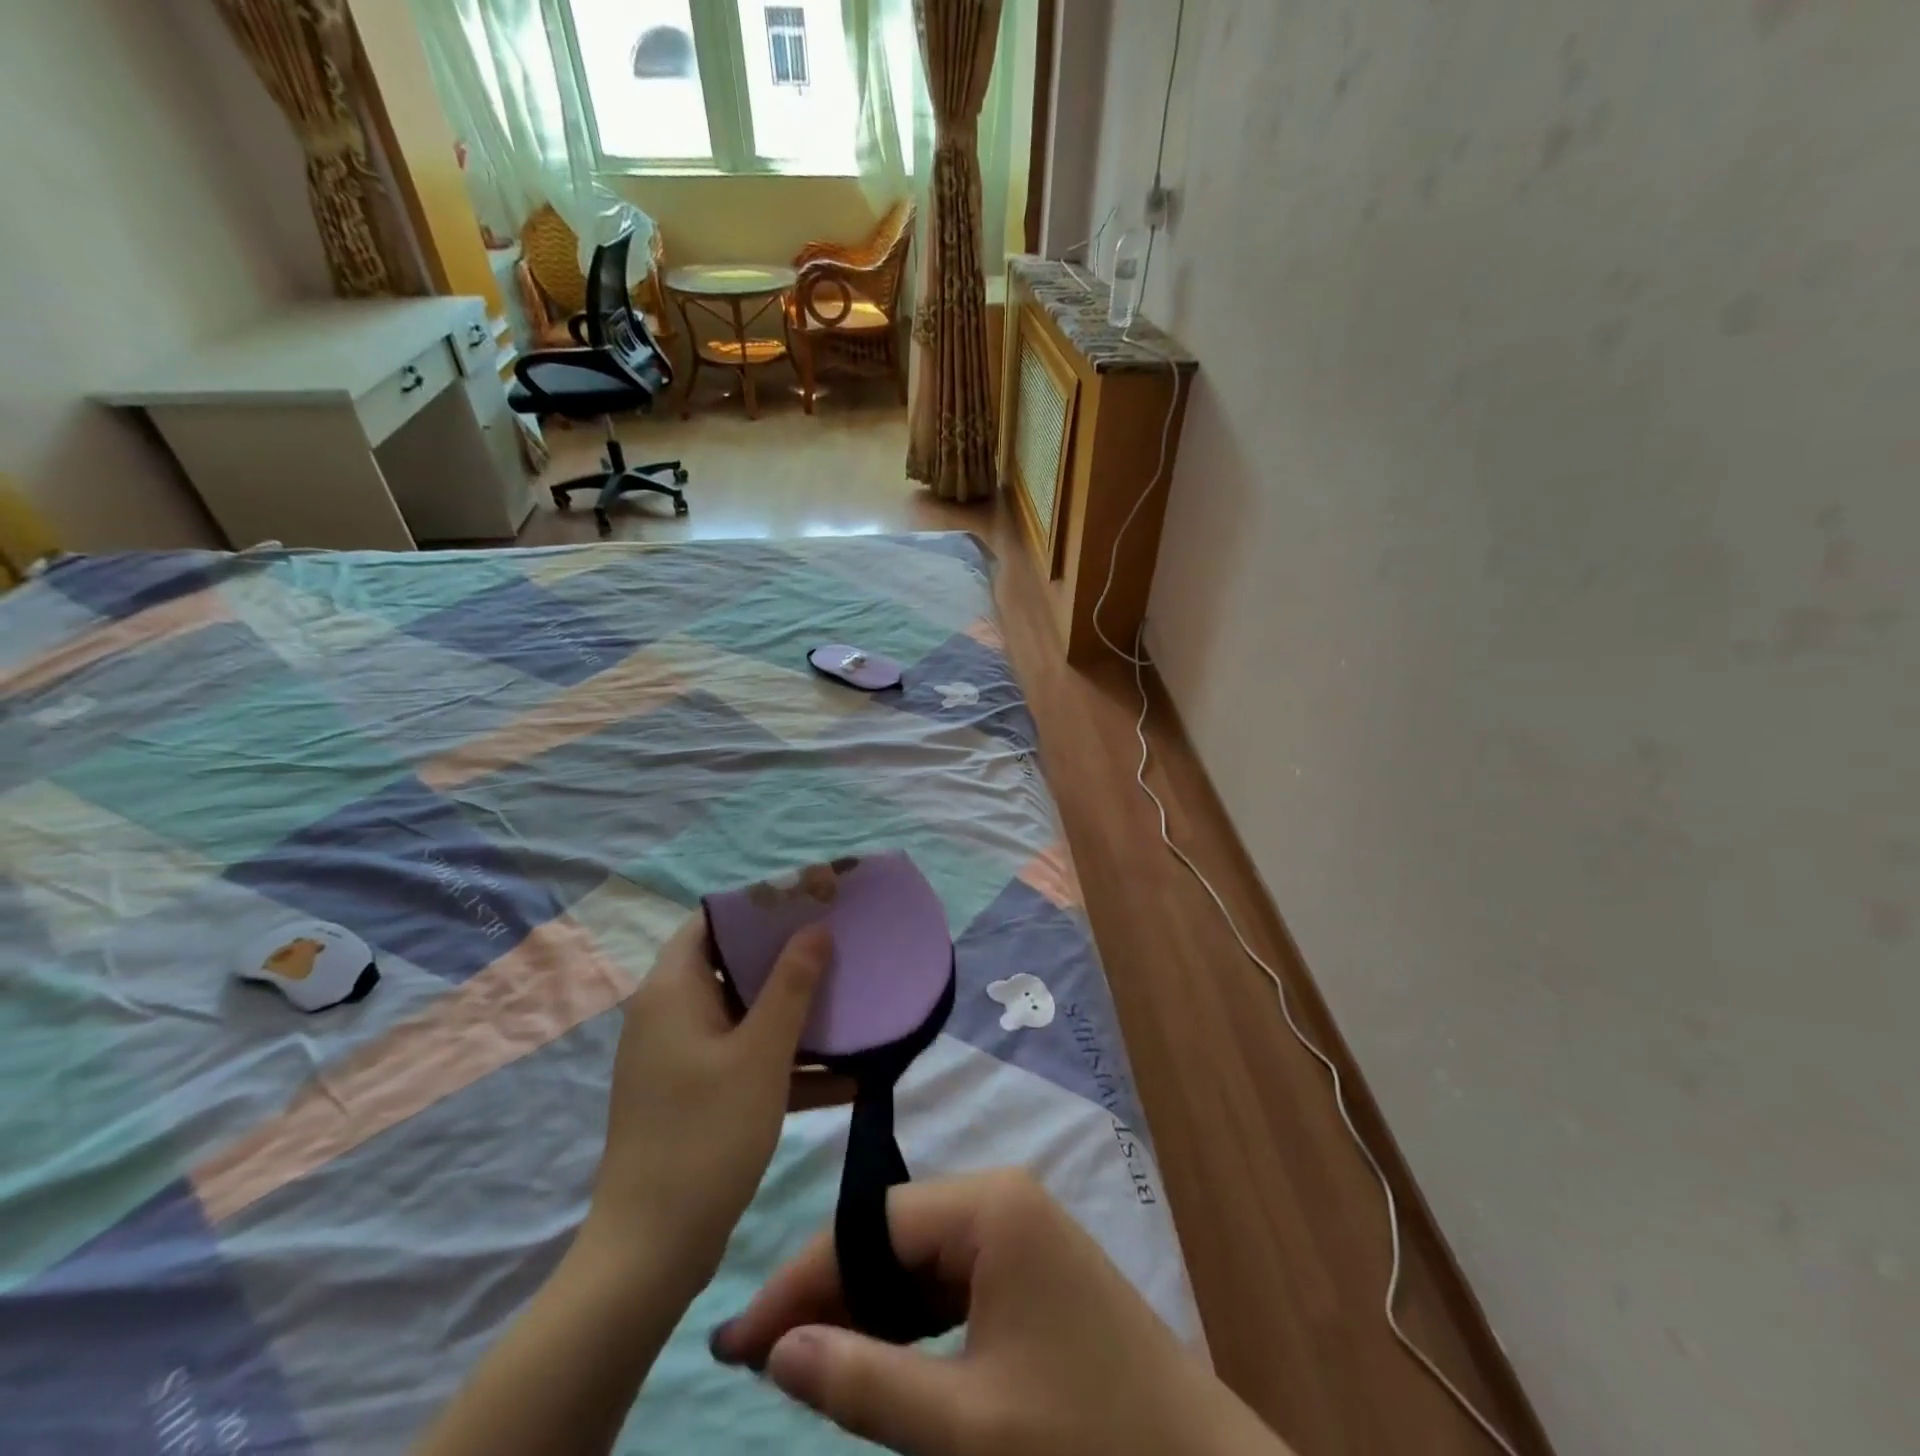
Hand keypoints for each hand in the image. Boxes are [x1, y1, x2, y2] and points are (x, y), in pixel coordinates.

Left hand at [581, 914, 830, 1285]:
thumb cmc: (706, 1135)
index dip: (761, 906)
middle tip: (841, 947)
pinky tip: (846, 1080)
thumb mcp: (761, 1055)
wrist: (651, 1254)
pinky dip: (785, 1064)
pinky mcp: (694, 1095)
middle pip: (734, 966)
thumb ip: (792, 985)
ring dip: (795, 1015)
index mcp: (673, 990)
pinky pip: (744, 1060)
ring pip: (744, 1016)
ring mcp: (681, 1058)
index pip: (713, 921)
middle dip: (789, 959)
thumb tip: (816, 929)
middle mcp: (670, 1014)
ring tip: (851, 1005)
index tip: (810, 901)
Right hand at [711, 1172, 1292, 1455]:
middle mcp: (1001, 1197)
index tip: (738, 1341)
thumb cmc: (1085, 1439)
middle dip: (830, 1293)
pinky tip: (876, 1357)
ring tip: (805, 1361)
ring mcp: (1018, 1228)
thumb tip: (775, 1350)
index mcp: (990, 1205)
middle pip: (892, 1234)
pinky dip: (908, 1319)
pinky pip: (949, 1279)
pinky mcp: (1028, 1265)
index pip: (870, 1225)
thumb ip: (865, 1382)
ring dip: (865, 1308)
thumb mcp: (965, 1426)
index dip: (802, 1279)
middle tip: (763, 1360)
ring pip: (916, 1257)